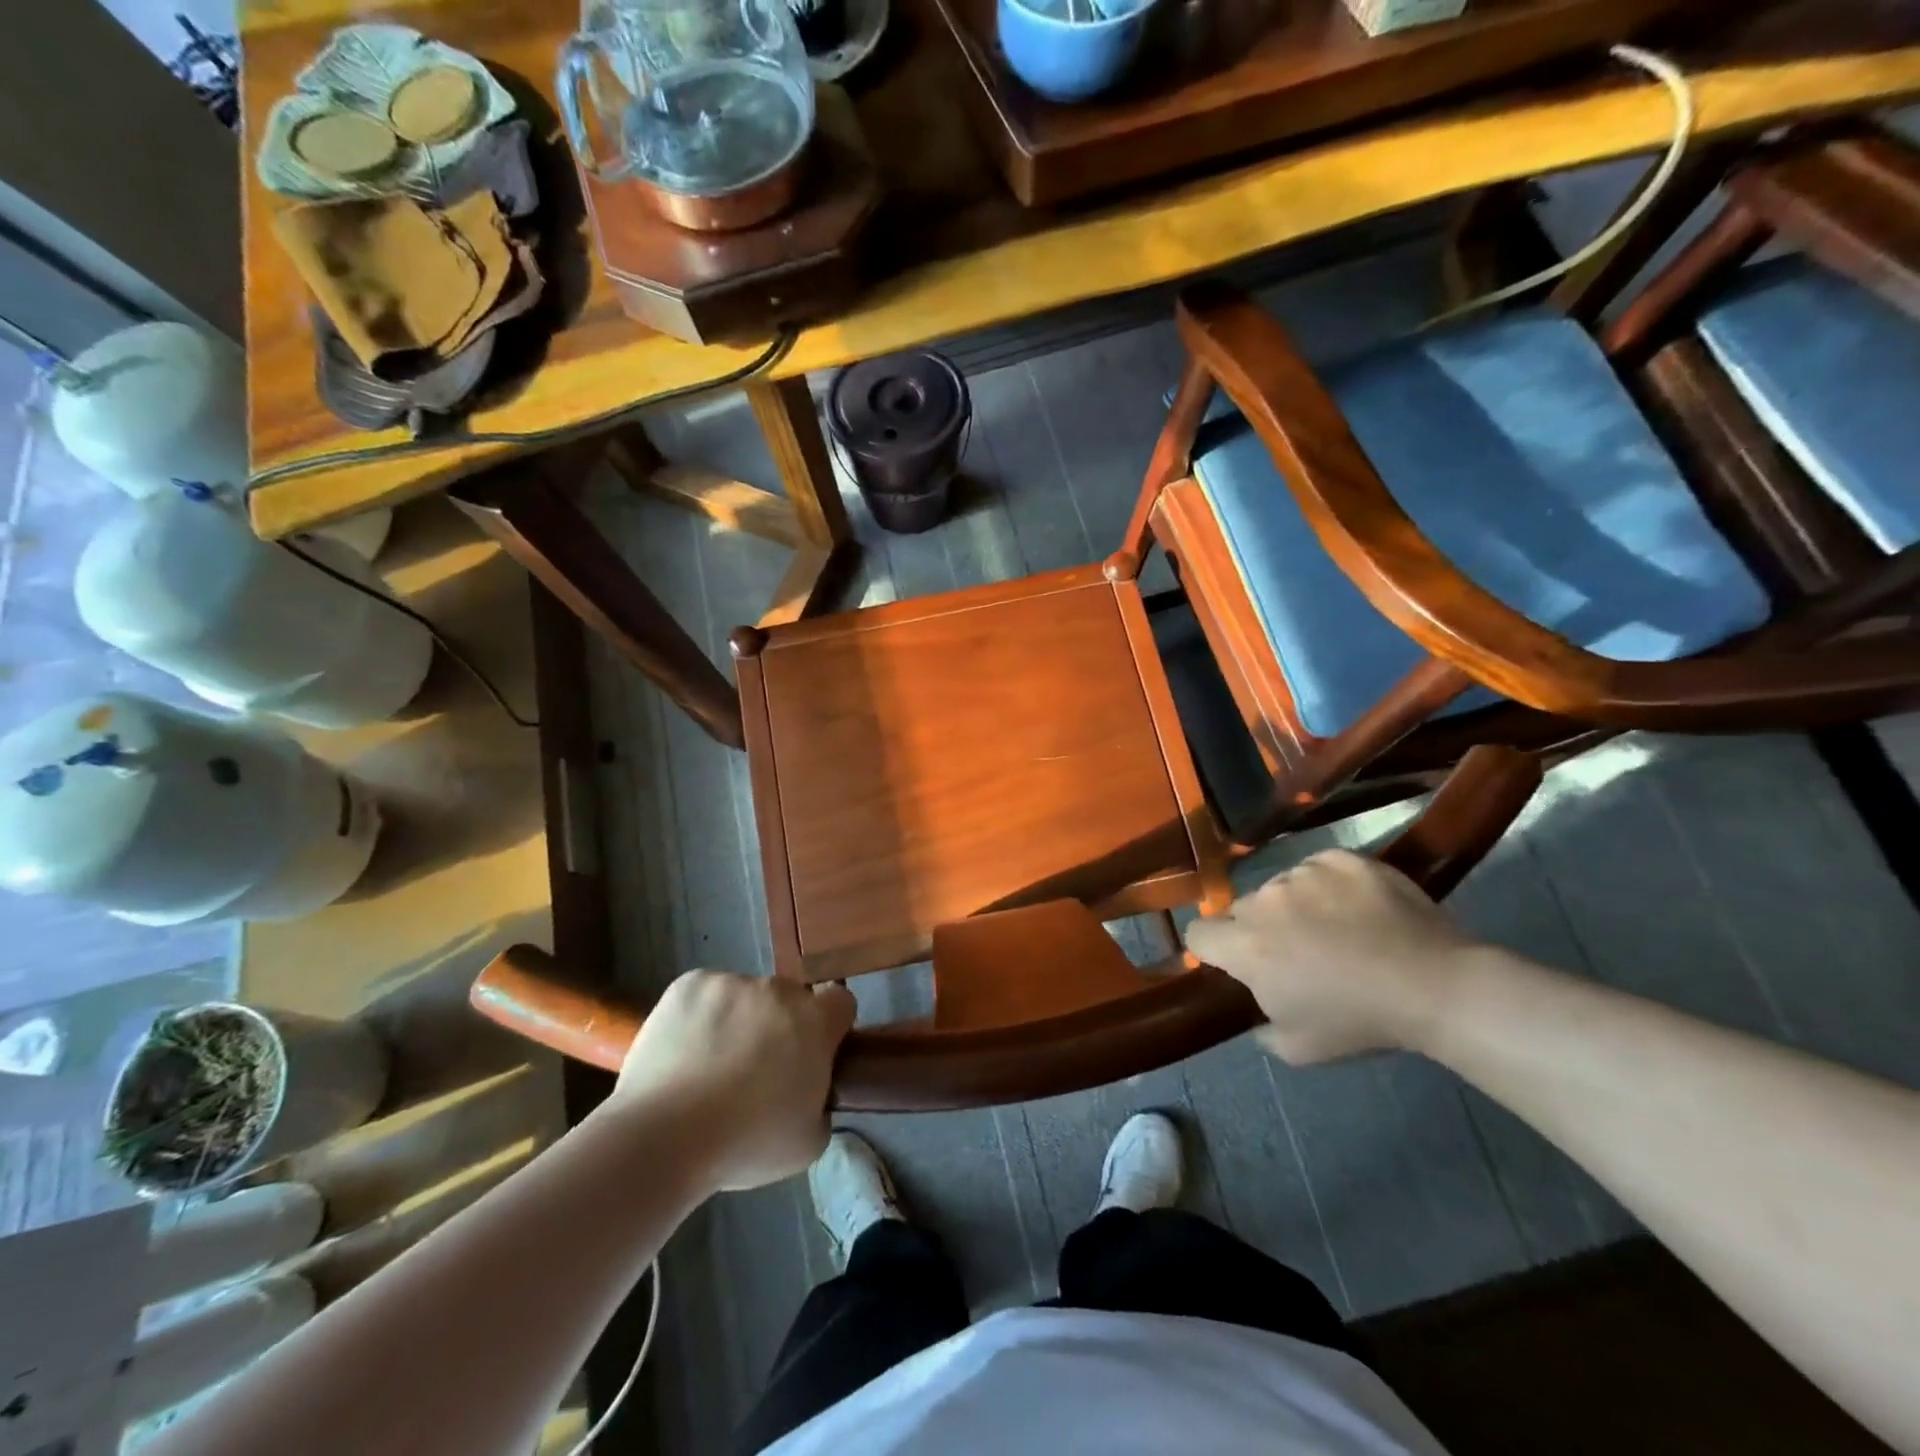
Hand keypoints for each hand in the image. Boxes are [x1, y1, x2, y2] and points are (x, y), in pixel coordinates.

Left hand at [614, 971, 856, 1191]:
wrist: (663, 1136)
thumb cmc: (746, 1144)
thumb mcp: (808, 1142)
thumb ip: (821, 1104)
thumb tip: (810, 1092)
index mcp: (815, 1021)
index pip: (840, 1003)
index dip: (830, 1027)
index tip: (811, 1055)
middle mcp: (778, 990)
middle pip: (788, 999)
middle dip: (779, 1026)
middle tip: (756, 1070)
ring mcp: (731, 982)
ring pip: (744, 996)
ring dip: (738, 1020)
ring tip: (708, 1066)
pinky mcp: (689, 984)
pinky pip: (704, 994)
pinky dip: (699, 1015)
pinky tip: (683, 1051)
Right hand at [1184, 849, 1479, 1063]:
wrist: (1435, 986)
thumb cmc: (1360, 1021)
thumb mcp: (1298, 1047)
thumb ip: (1261, 1025)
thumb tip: (1260, 1008)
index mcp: (1246, 947)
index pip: (1198, 934)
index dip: (1213, 949)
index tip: (1237, 962)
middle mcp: (1264, 901)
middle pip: (1242, 909)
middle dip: (1260, 928)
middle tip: (1299, 952)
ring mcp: (1303, 873)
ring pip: (1282, 886)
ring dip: (1295, 905)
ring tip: (1338, 928)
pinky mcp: (1340, 858)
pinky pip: (1318, 867)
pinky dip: (1329, 885)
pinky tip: (1359, 908)